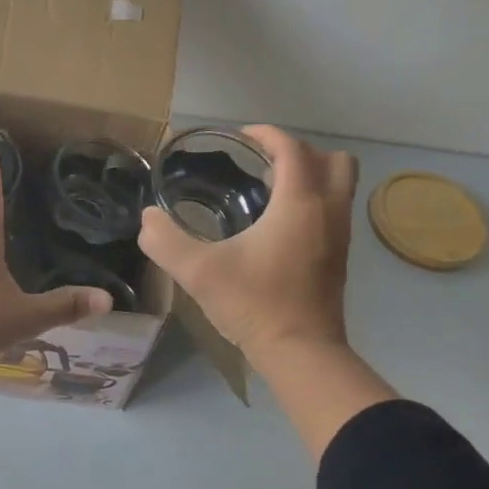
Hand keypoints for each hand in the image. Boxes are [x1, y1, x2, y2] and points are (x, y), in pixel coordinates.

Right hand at [138, 125, 356, 366]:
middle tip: (262, 165)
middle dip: (298, 152)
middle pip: (333, 159)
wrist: (301, 354)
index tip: (239, 139)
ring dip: (310, 176)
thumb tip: (147, 219)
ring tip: (268, 191)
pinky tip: (276, 225)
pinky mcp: (340, 256)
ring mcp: (340, 235)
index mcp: (299, 203)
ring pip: (340, 185)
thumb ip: (165, 241)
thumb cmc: (254, 305)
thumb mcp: (198, 272)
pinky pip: (334, 209)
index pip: (292, 148)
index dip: (266, 134)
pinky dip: (313, 201)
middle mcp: (328, 211)